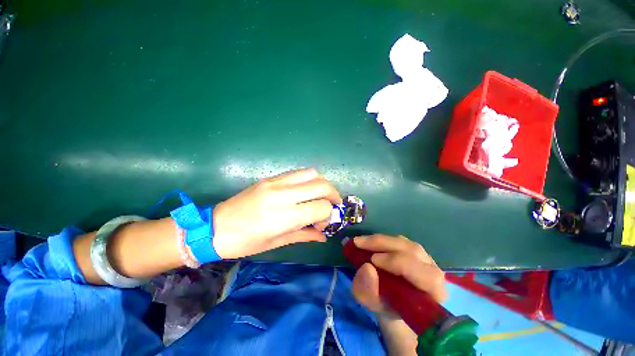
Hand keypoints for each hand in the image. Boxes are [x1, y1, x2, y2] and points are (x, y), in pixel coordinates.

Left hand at [212, 168, 341, 258]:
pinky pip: (298, 172)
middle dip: (333, 195)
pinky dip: (309, 179)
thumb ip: (304, 235)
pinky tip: (306, 190)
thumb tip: (323, 235)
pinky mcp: (270, 177)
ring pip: (312, 173)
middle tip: (333, 205)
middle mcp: (282, 194)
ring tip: (321, 195)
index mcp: (283, 216)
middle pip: (321, 185)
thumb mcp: (277, 243)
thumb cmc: (245, 242)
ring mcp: (275, 182)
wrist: (214, 227)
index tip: (323, 224)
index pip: (321, 207)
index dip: (328, 215)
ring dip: (322, 183)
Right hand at [351, 235, 446, 317]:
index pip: (424, 274)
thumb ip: (369, 292)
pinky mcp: (412, 249)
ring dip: (380, 240)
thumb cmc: (389, 308)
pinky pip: (397, 240)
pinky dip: (381, 240)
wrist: (395, 303)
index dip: (398, 263)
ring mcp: (423, 257)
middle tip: (359, 243)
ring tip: (361, 242)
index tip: (372, 261)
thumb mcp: (375, 306)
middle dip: (383, 245)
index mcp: (433, 292)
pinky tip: (369, 243)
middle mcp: (433, 270)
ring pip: (404, 242)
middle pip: (412, 250)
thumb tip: (366, 268)